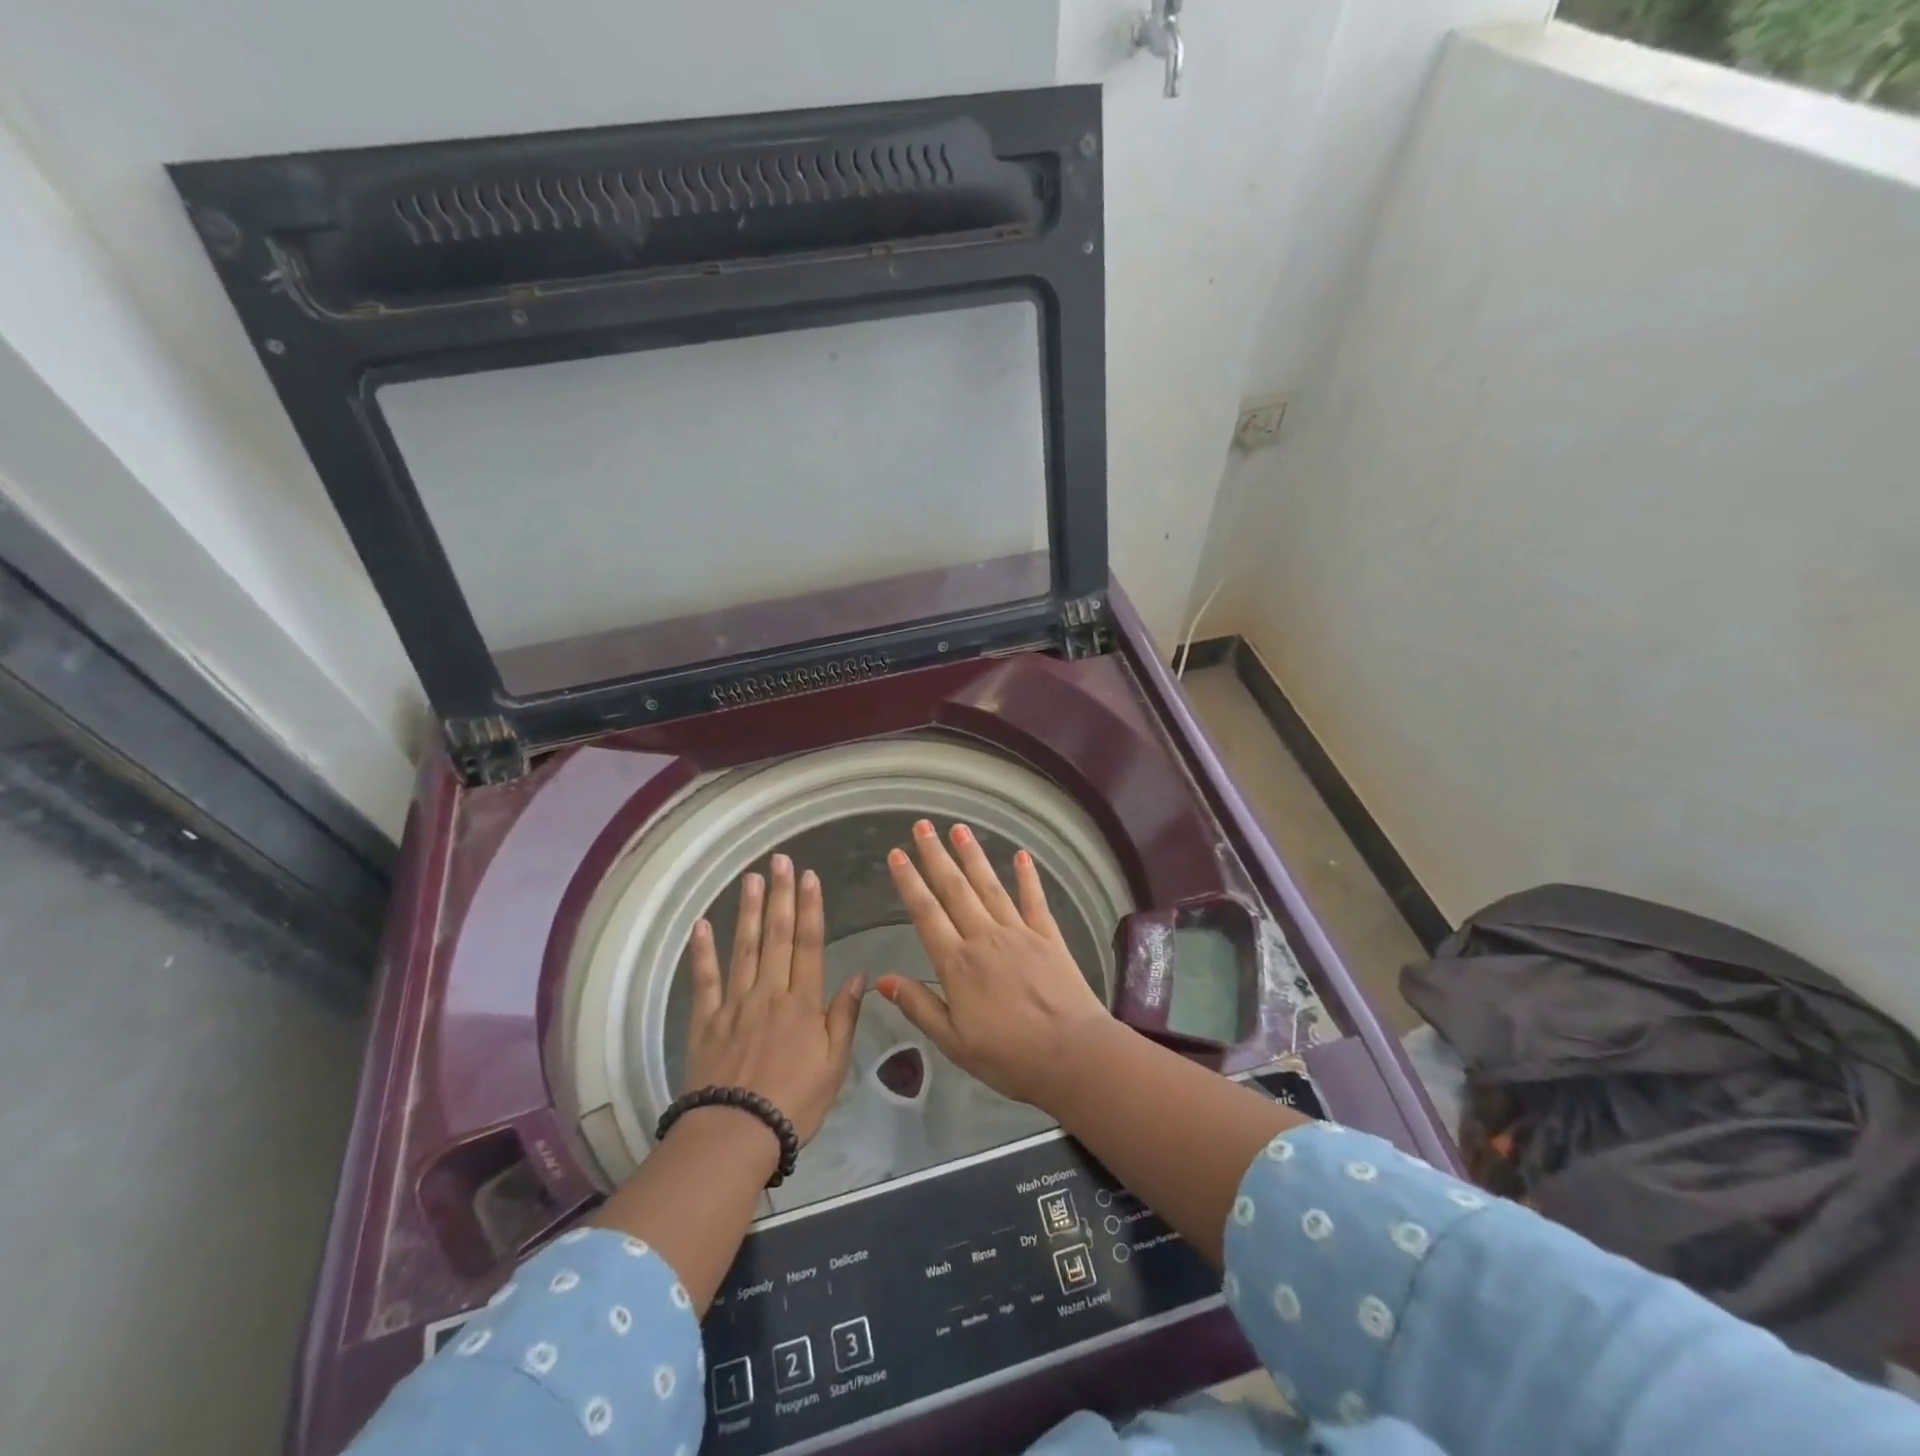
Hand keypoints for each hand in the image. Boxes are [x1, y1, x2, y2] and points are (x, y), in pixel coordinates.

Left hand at [683, 854, 864, 1144]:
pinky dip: (702, 952)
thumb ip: (844, 1016)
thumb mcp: (834, 1064)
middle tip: (780, 861)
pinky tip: (702, 925)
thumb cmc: (794, 1102)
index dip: (810, 908)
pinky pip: (704, 980)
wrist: (736, 1134)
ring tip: (751, 878)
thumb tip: (860, 975)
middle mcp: (769, 992)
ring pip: (743, 948)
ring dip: (747, 911)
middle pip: (776, 936)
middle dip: (780, 895)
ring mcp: (734, 1003)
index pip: (809, 944)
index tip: (809, 877)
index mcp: (802, 1002)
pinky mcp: (706, 1021)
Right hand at [879, 820, 1111, 1107]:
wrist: (1073, 1055)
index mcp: (957, 963)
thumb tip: (881, 979)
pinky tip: (1022, 856)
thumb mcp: (953, 1042)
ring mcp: (1019, 932)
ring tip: (959, 829)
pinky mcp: (1049, 936)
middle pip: (955, 889)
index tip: (897, 854)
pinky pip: (1035, 900)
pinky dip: (1028, 876)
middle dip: (936, 856)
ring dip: (973, 856)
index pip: (926, 913)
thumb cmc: (1009, 1056)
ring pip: (990, 886)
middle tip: (923, 825)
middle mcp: (985, 937)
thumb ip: (918, 1006)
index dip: (909, 882)